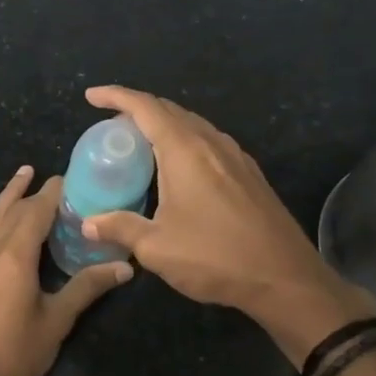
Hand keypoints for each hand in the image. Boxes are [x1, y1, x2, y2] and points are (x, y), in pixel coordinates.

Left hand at [0, 165, 132, 375]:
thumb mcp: (56, 321)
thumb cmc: (16, 356)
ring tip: (16, 182)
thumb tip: (124, 268)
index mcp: (13, 257)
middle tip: (40, 174)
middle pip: (7, 211)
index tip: (65, 179)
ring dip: (3, 200)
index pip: (34, 213)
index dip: (50, 194)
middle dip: (26, 191)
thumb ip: (86, 289)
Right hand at [79, 87, 375, 354]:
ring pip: (193, 125)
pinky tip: (178, 167)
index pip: (145, 108)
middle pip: (170, 110)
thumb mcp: (157, 248)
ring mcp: (236, 157)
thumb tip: (88, 223)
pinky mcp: (250, 175)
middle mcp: (211, 144)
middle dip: (137, 109)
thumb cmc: (216, 257)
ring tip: (140, 143)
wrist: (286, 279)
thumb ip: (120, 228)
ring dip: (163, 125)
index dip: (116, 96)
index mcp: (185, 151)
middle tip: (111, 125)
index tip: (92, 96)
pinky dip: (184, 141)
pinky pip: (209, 142)